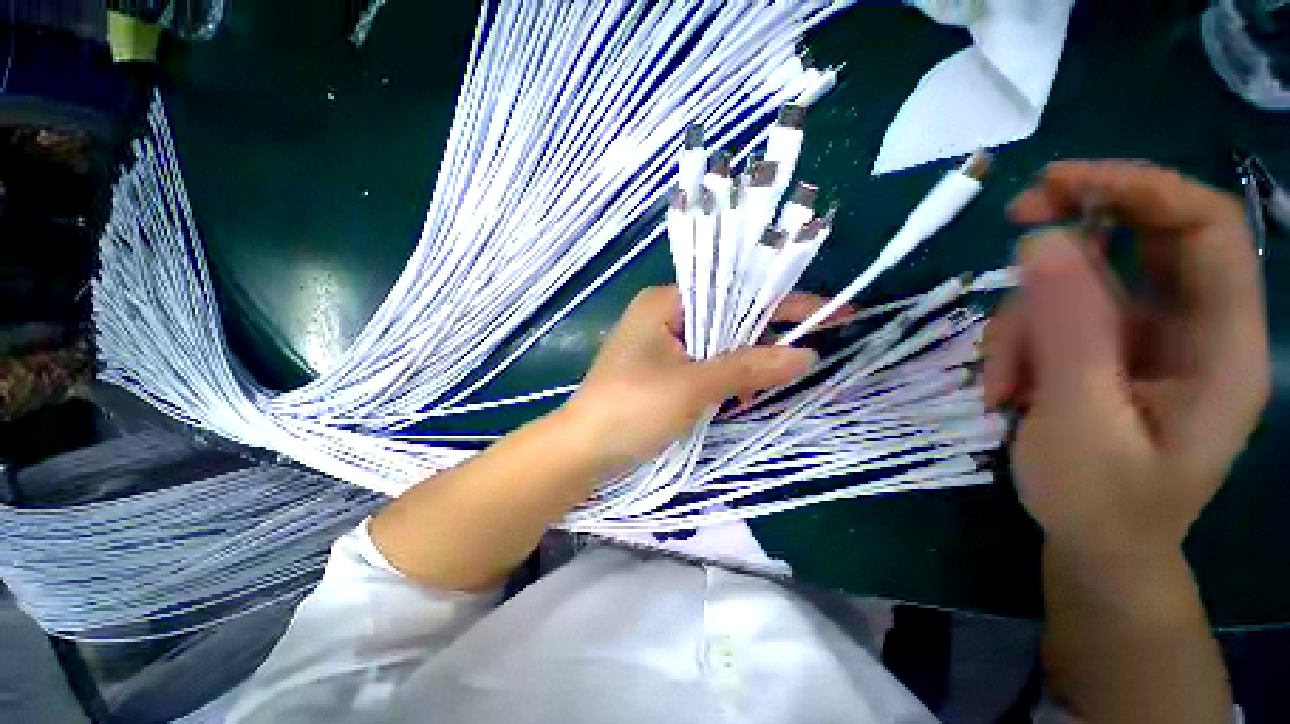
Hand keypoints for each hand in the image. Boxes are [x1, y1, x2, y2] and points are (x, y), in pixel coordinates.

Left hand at [560, 285, 820, 476]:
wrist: (583, 450)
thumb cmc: (632, 409)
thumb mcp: (694, 386)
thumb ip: (749, 367)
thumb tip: (806, 356)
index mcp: (666, 302)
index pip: (735, 292)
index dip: (784, 303)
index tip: (831, 314)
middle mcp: (665, 315)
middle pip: (728, 316)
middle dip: (765, 338)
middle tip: (805, 356)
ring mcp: (663, 343)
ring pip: (719, 343)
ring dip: (747, 363)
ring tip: (770, 385)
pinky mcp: (663, 368)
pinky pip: (706, 363)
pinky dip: (727, 377)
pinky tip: (742, 394)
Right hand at [984, 161, 1269, 556]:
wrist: (1095, 545)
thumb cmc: (1101, 503)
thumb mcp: (1081, 422)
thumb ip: (1070, 332)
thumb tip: (1040, 238)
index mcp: (1223, 344)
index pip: (1205, 226)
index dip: (1140, 187)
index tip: (1058, 183)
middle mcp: (1192, 325)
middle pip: (1142, 236)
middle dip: (1074, 224)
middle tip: (1014, 225)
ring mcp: (1143, 336)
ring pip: (1076, 283)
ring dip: (1023, 321)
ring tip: (1003, 384)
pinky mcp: (1103, 349)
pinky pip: (1052, 315)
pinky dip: (1016, 343)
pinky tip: (1006, 389)